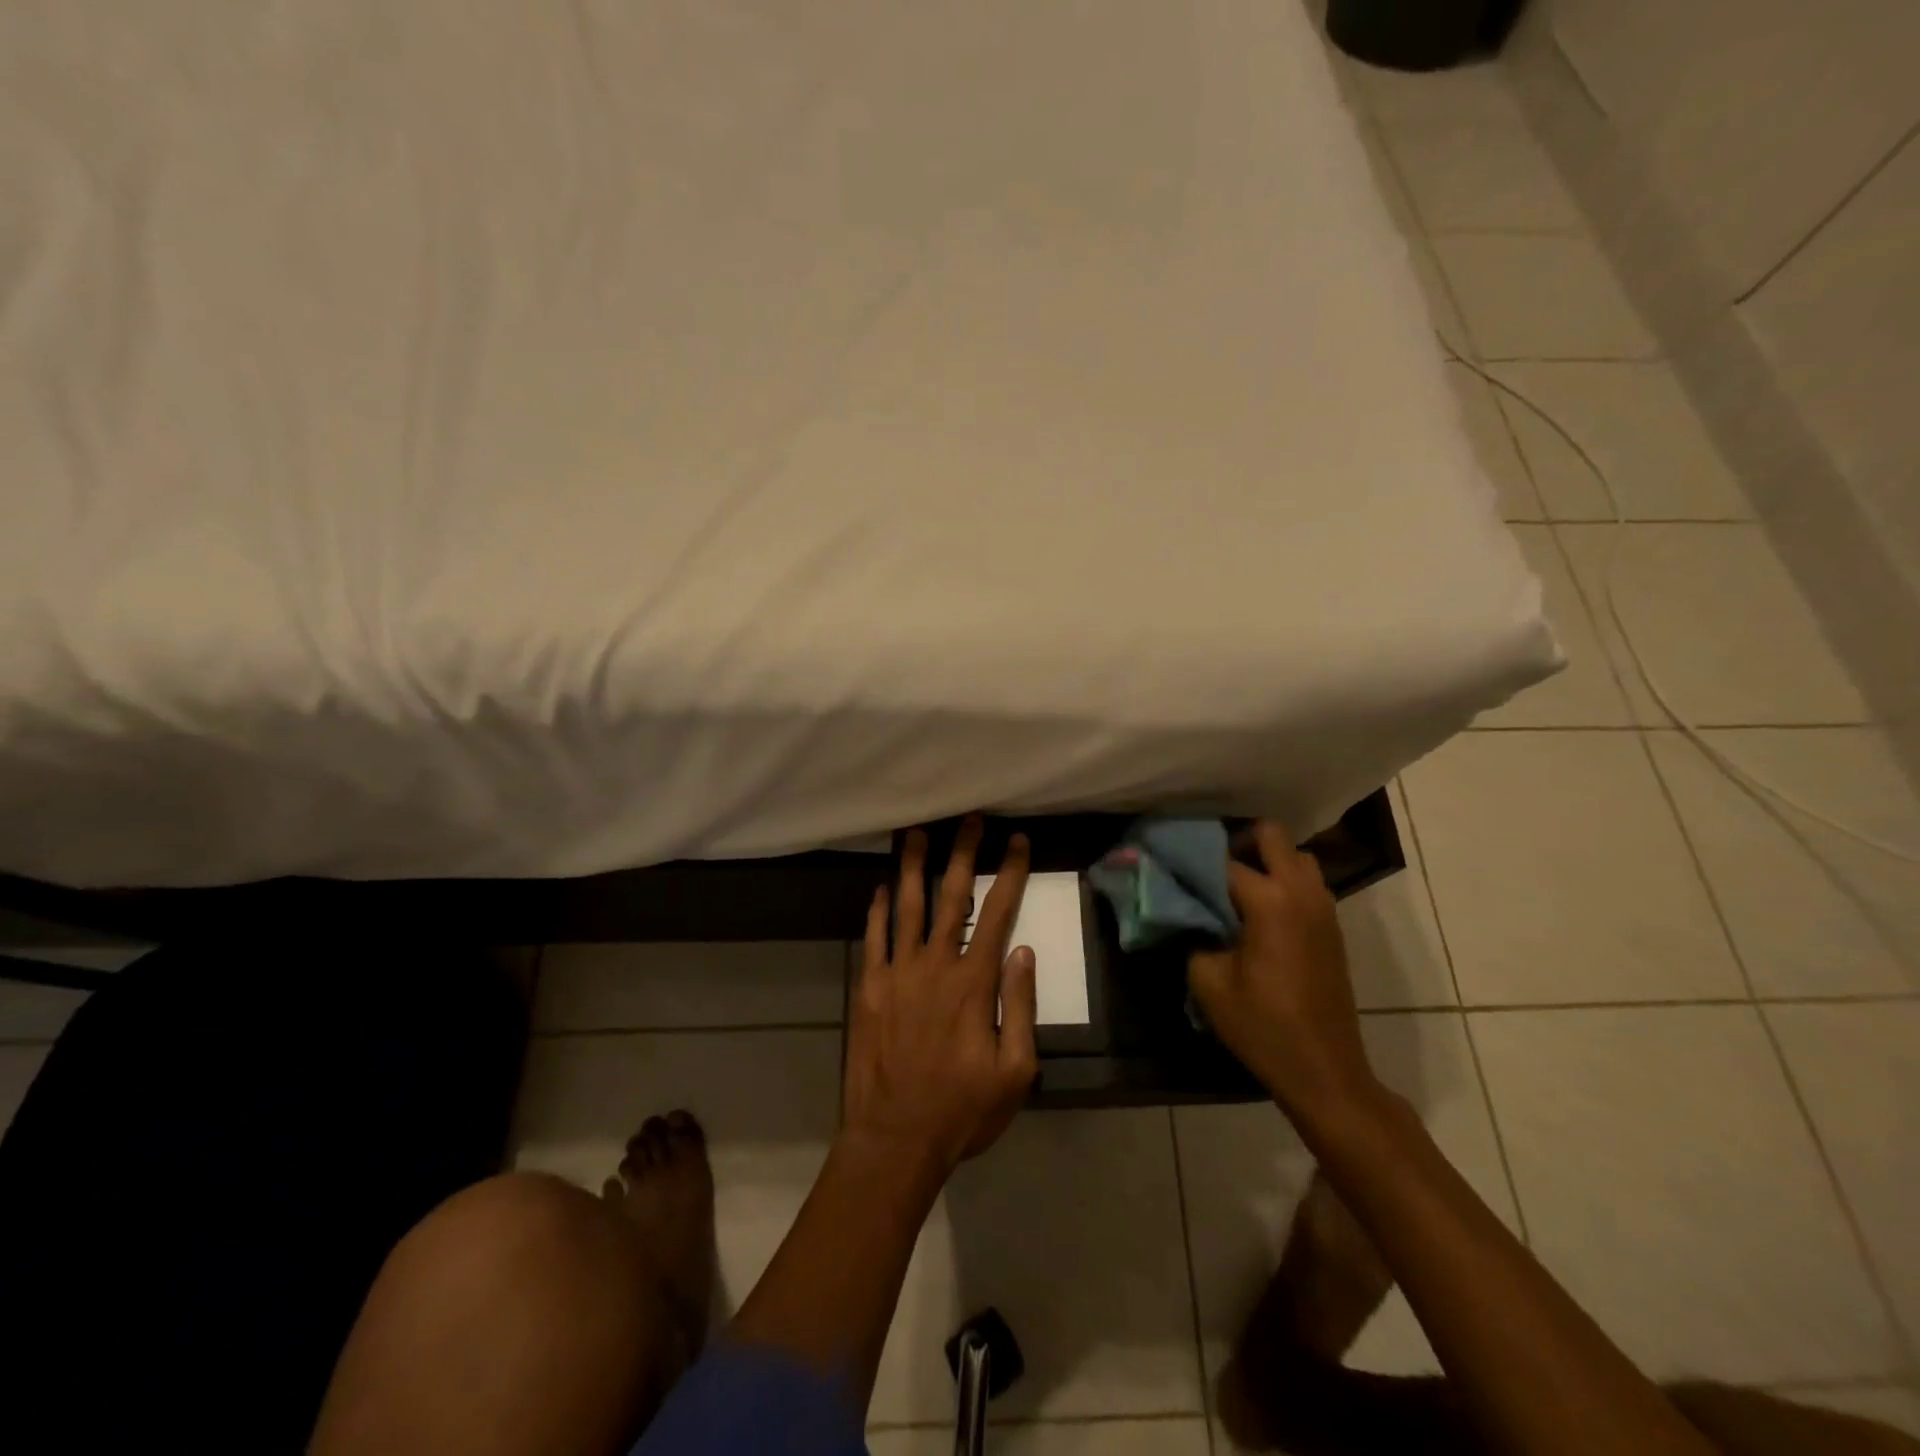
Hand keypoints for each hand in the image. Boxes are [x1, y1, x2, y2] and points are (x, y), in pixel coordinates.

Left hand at [842, 816, 1039, 1179]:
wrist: (895, 1138)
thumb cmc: (963, 1110)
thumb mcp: (1015, 1070)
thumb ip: (1020, 1005)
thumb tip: (1022, 951)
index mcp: (974, 981)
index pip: (997, 912)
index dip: (1009, 872)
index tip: (1017, 840)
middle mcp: (935, 964)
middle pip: (951, 895)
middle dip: (962, 852)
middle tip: (969, 818)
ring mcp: (897, 972)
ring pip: (906, 905)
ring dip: (912, 865)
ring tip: (916, 832)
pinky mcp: (869, 987)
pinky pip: (873, 937)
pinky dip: (877, 909)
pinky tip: (880, 887)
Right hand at [1187, 822, 1381, 1125]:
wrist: (1324, 1070)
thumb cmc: (1262, 1026)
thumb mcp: (1208, 981)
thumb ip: (1193, 934)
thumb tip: (1187, 912)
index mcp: (1269, 902)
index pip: (1223, 861)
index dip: (1192, 861)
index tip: (1170, 865)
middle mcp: (1301, 893)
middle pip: (1271, 835)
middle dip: (1238, 842)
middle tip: (1212, 869)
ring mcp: (1323, 908)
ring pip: (1296, 857)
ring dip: (1267, 862)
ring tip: (1238, 890)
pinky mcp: (1332, 927)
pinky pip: (1307, 883)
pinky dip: (1284, 882)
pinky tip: (1259, 914)